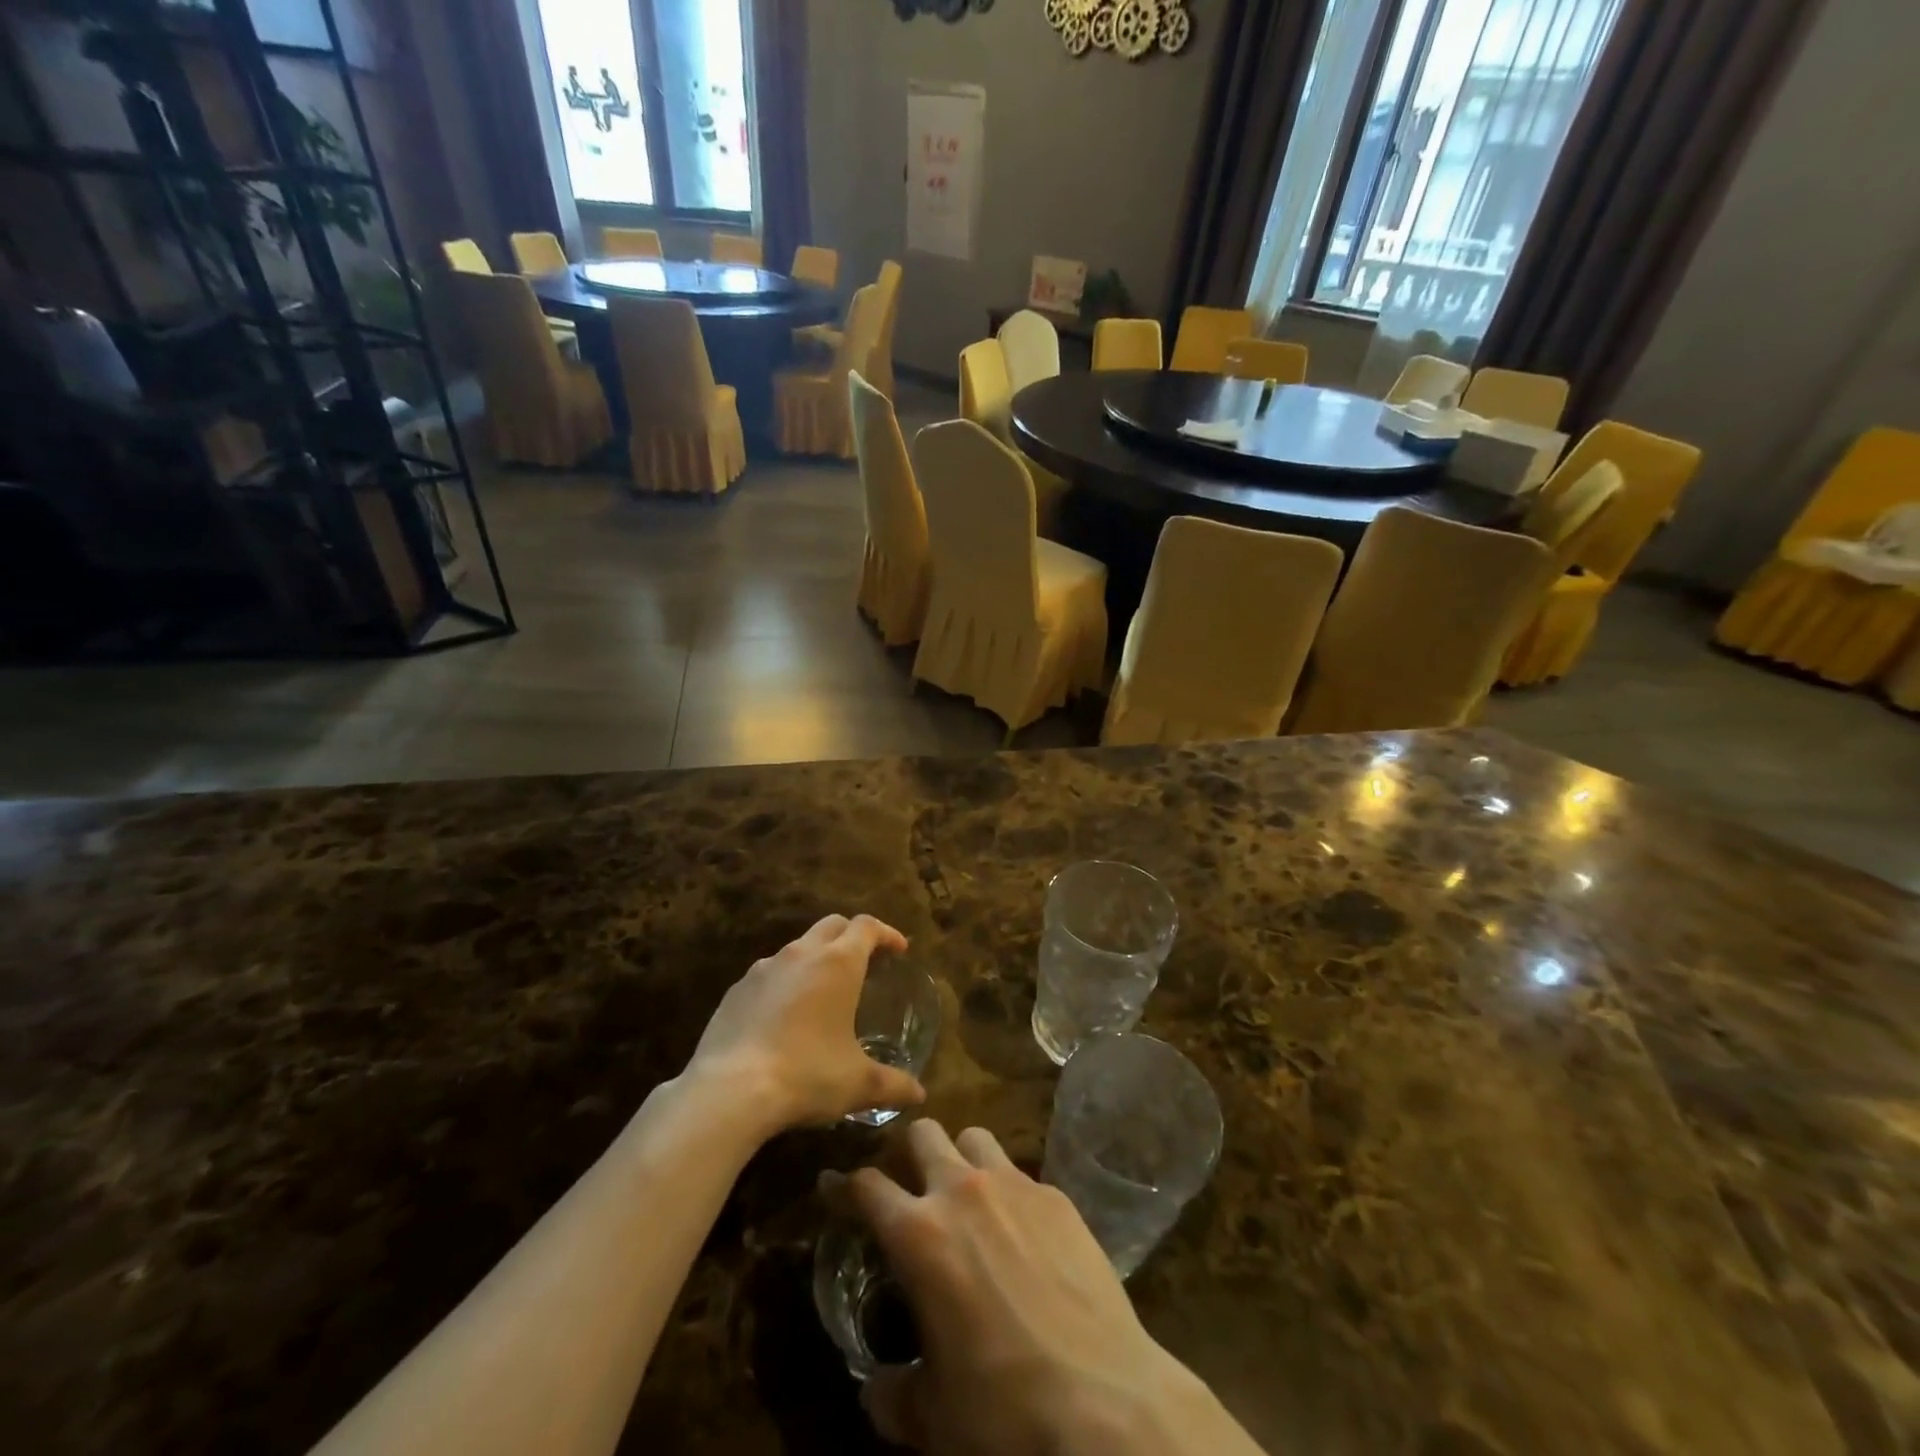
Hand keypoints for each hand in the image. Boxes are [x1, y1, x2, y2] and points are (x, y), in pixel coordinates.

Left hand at [686, 914, 926, 1131]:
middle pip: (832, 925)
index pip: (867, 927)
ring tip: (824, 990)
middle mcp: (802, 954)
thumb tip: (919, 1093)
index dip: (886, 933)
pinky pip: (768, 974)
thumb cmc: (807, 1075)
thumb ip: (893, 1084)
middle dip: (852, 936)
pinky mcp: (736, 990)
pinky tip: (784, 1015)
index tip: (899, 950)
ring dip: (816, 958)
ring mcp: (763, 968)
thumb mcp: (858, 1084)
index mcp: (838, 963)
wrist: (730, 1090)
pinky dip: (784, 982)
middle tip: (865, 961)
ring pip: (798, 947)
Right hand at [847, 1121, 1237, 1455]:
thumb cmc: (1004, 1409)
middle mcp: (962, 1191)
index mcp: (919, 1235)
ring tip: (965, 1195)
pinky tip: (1020, 1230)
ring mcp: (1014, 1185)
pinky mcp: (1057, 1195)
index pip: (867, 1185)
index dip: (843, 1184)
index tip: (832, 1185)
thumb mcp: (933, 1416)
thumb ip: (892, 1395)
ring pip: (974, 1137)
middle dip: (907, 1153)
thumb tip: (876, 1389)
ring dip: (960, 1157)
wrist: (1104, 1401)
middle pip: (923, 1134)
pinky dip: (1008, 1190)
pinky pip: (1020, 1172)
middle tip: (908, 1186)